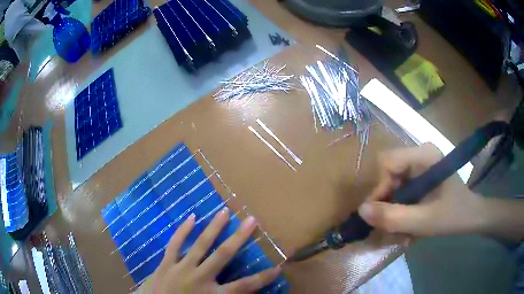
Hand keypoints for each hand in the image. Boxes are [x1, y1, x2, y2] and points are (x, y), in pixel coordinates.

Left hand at [138, 207, 280, 293]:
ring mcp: (181, 268)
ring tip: (224, 212)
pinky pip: (174, 244)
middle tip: (252, 220)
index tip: (278, 267)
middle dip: (239, 237)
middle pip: (223, 255)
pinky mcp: (166, 263)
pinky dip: (183, 231)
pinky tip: (191, 217)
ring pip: (200, 245)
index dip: (263, 277)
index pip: (245, 286)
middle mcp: (200, 278)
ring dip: (214, 228)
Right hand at [358, 143, 484, 236]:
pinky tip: (409, 222)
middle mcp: (420, 153)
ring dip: (395, 209)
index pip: (387, 163)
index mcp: (424, 155)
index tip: (381, 216)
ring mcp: (421, 164)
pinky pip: (401, 189)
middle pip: (389, 174)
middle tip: (392, 227)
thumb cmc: (453, 215)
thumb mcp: (423, 221)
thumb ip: (393, 217)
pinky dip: (402, 208)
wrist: (471, 216)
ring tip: (402, 229)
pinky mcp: (422, 174)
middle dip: (388, 203)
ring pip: (393, 184)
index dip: (380, 189)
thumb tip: (361, 211)